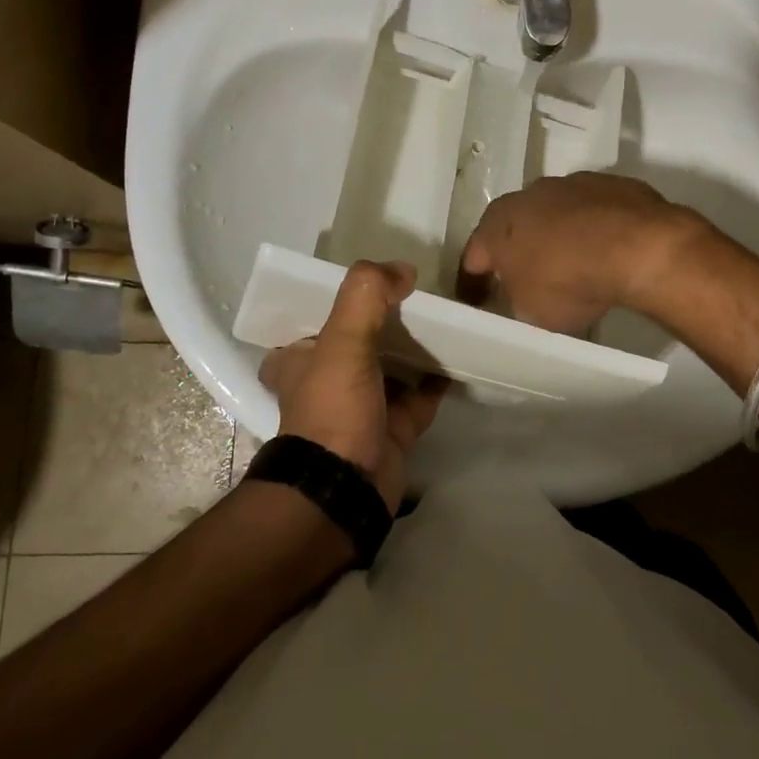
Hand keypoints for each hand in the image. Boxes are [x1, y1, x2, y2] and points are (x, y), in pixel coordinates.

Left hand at [256, 261, 444, 512]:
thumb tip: (402, 270)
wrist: (348, 488)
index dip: (337, 300)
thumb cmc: (333, 408)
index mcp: (300, 359)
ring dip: (413, 347)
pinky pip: (421, 395)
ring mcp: (363, 406)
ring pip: (391, 366)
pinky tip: (458, 355)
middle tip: (414, 294)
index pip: (312, 320)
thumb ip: (366, 294)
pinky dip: (438, 379)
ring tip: (442, 317)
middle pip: (358, 340)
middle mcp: (327, 381)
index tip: (370, 283)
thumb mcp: (341, 339)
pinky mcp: (394, 428)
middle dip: (383, 321)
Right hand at [457, 172, 707, 334]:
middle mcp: (528, 195)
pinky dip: (595, 228)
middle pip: (515, 225)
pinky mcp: (611, 183)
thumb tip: (521, 289)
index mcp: (497, 225)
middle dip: (519, 249)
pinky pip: (594, 211)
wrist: (637, 246)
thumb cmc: (568, 280)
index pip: (475, 255)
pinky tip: (609, 251)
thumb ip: (516, 296)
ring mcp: (571, 184)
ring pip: (556, 212)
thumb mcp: (530, 310)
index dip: (476, 281)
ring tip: (576, 264)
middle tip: (529, 277)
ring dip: (560, 233)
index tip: (482, 299)